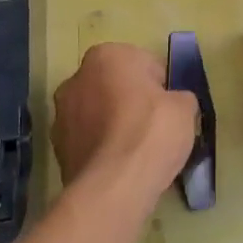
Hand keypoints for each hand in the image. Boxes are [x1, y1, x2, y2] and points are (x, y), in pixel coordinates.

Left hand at [52, 43, 198, 203]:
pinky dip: (102, 149)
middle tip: (154, 128)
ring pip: (97, 113)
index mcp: (107, 56)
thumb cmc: (151, 132)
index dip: (160, 87)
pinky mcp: (57, 148)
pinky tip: (120, 167)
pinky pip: (88, 141)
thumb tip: (174, 103)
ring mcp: (62, 114)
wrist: (113, 186)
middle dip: (131, 102)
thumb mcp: (185, 108)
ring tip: (137, 152)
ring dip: (113, 125)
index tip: (169, 108)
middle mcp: (77, 78)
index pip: (143, 64)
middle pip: (115, 86)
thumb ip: (179, 97)